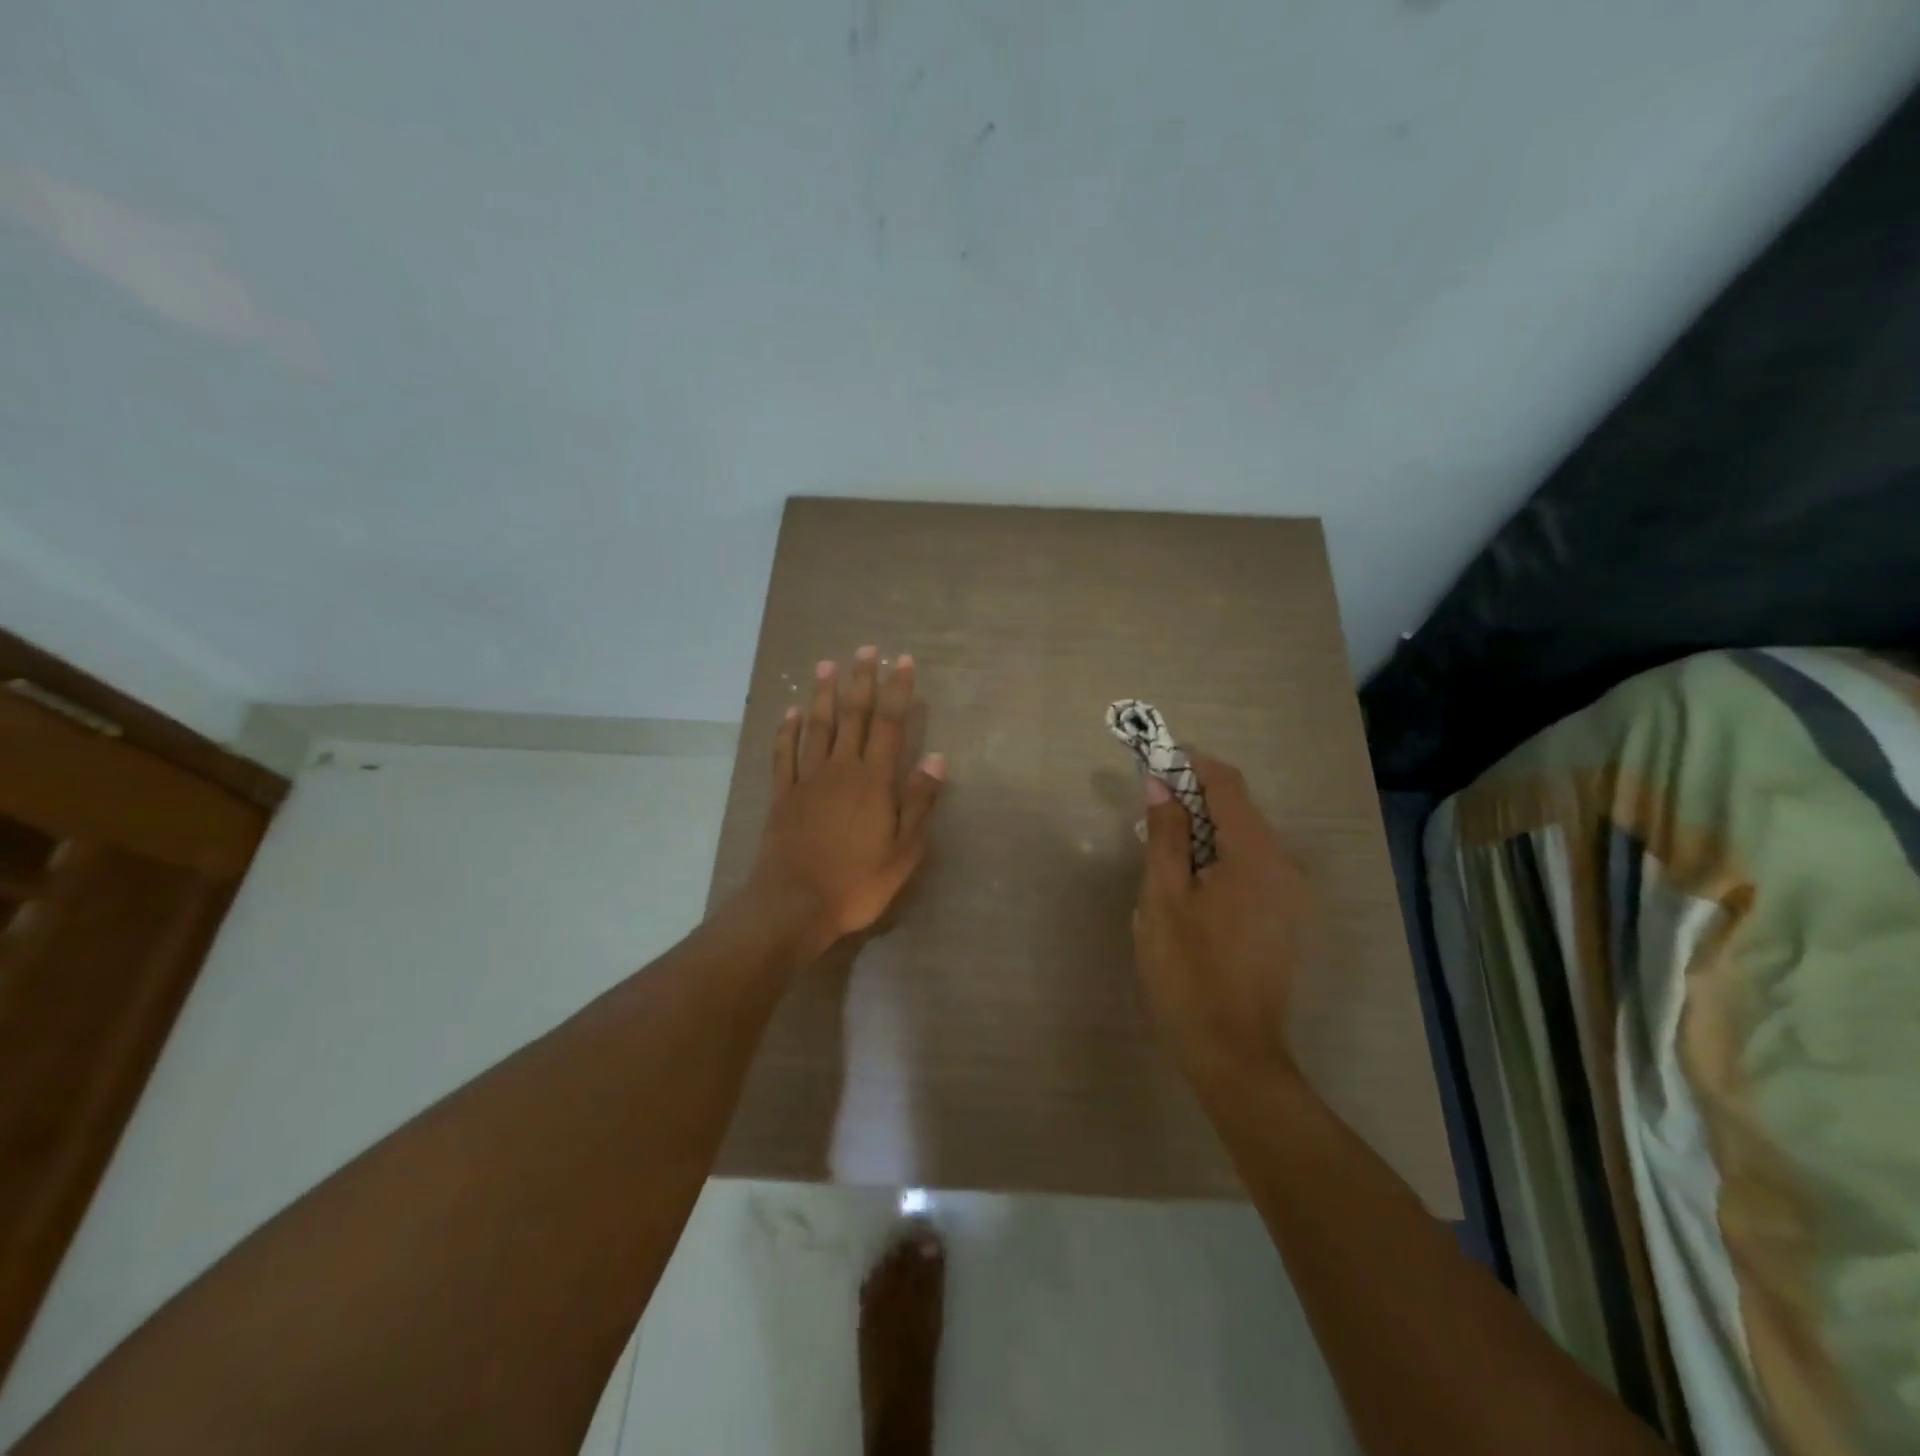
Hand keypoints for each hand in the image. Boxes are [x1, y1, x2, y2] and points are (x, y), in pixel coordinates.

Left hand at [744, 646, 944, 957]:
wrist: (794, 904)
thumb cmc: (857, 882)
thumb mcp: (903, 850)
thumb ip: (919, 801)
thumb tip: (936, 758)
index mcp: (874, 781)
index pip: (890, 726)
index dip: (898, 692)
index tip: (903, 662)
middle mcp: (841, 770)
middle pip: (852, 716)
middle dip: (861, 681)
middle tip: (865, 649)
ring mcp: (807, 780)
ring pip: (817, 727)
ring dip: (823, 694)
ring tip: (826, 665)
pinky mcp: (783, 795)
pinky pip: (784, 754)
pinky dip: (787, 730)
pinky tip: (790, 712)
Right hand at [1132, 755, 1311, 1082]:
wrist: (1234, 1053)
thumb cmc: (1189, 972)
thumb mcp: (1163, 898)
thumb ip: (1165, 835)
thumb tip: (1160, 785)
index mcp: (1255, 853)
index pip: (1226, 782)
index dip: (1189, 765)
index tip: (1152, 768)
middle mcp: (1284, 864)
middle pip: (1237, 809)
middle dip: (1191, 802)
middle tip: (1147, 821)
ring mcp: (1290, 892)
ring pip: (1242, 839)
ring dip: (1201, 834)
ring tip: (1161, 860)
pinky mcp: (1285, 916)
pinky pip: (1251, 867)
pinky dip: (1218, 860)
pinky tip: (1189, 890)